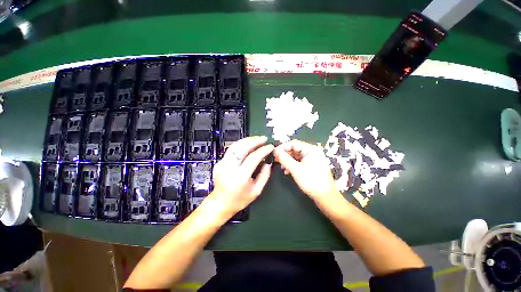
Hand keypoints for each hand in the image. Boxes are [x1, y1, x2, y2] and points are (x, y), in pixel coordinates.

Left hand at [209, 136, 273, 214]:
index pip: (253, 158)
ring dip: (247, 140)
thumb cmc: (239, 200)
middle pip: (242, 148)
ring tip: (257, 139)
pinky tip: (248, 144)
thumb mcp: (256, 191)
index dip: (263, 150)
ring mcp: (222, 164)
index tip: (270, 147)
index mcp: (240, 177)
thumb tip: (268, 162)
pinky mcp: (220, 162)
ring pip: (235, 146)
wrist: (220, 203)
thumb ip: (264, 175)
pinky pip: (232, 149)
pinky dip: (241, 144)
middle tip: (264, 139)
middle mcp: (229, 168)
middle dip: (255, 141)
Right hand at [274, 140, 337, 200]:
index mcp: (311, 149)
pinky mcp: (312, 165)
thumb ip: (285, 159)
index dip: (282, 147)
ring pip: (296, 156)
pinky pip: (300, 161)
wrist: (325, 196)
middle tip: (276, 160)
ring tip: (282, 167)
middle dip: (285, 154)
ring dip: (288, 161)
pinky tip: (287, 171)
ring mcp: (312, 158)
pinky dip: (293, 165)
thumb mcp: (296, 169)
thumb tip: (275, 151)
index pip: (293, 143)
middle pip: (295, 149)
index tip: (274, 152)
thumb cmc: (311, 181)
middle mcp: (312, 151)